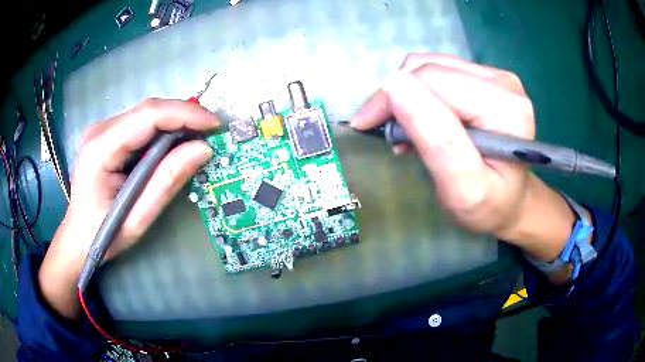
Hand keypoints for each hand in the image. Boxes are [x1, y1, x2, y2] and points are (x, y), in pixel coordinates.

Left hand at [39, 99, 219, 318]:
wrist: (77, 238)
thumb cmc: (103, 235)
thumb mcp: (137, 218)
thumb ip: (167, 181)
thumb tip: (203, 149)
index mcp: (99, 149)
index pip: (147, 116)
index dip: (184, 114)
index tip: (214, 125)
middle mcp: (99, 130)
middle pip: (148, 111)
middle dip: (183, 118)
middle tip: (210, 134)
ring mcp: (101, 130)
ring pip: (146, 115)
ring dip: (174, 125)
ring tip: (195, 141)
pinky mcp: (106, 135)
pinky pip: (140, 125)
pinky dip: (161, 132)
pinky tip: (172, 146)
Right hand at [352, 55, 577, 276]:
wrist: (512, 201)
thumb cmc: (489, 206)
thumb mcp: (463, 188)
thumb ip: (437, 140)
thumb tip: (396, 86)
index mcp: (505, 107)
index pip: (434, 81)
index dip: (392, 98)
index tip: (365, 125)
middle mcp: (502, 81)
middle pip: (431, 69)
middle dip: (397, 98)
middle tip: (388, 134)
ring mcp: (495, 76)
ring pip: (430, 65)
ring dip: (407, 95)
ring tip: (407, 131)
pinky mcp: (485, 78)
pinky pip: (438, 70)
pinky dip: (418, 92)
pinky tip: (422, 118)